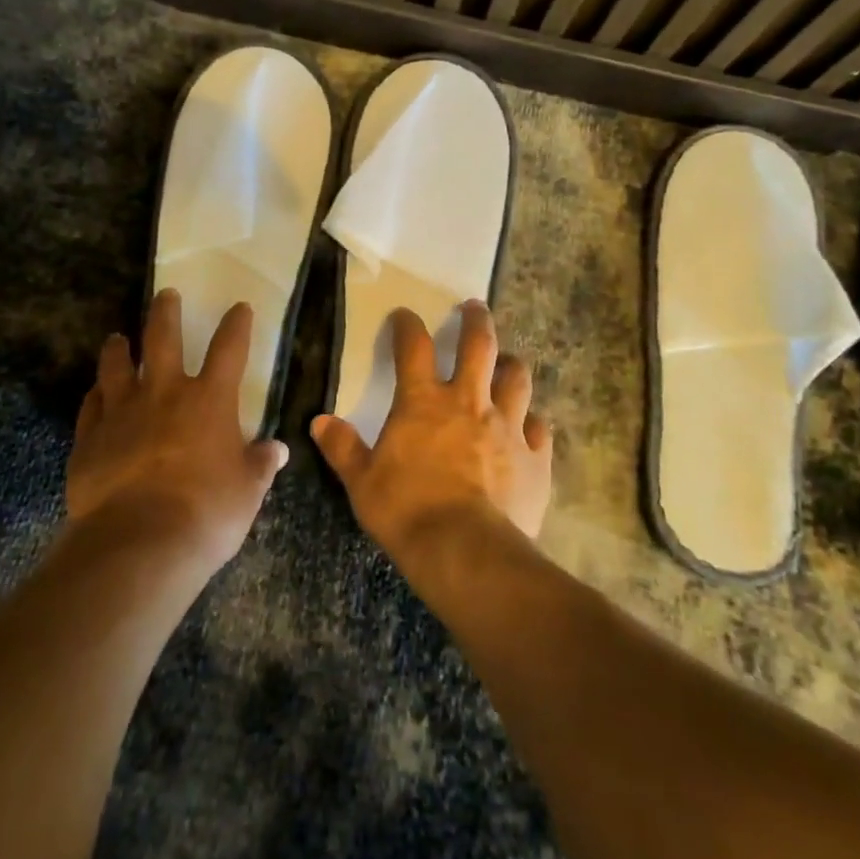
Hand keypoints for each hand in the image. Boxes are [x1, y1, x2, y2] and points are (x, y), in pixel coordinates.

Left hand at [68, 290, 286, 575]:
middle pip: (163, 339)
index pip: (229, 349)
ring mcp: (122, 413)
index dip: (237, 325)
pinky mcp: (90, 439)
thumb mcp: (247, 491)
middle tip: (165, 294)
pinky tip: (95, 392)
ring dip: (118, 348)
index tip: (239, 307)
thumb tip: (276, 449)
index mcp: (209, 401)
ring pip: (116, 366)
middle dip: (166, 312)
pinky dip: (95, 395)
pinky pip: (91, 406)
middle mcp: (164, 394)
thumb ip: (260, 464)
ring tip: (117, 338)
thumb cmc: (206, 512)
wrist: (139, 542)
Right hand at [311, 301, 551, 563]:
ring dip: (512, 365)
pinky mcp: (535, 458)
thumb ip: (343, 448)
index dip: (407, 326)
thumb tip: (319, 421)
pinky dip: (533, 422)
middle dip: (476, 321)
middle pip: (479, 346)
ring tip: (509, 361)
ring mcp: (507, 427)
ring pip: (517, 379)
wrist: (465, 551)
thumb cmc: (406, 511)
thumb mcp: (362, 481)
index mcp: (423, 402)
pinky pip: (540, 429)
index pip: (413, 348)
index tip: (405, 315)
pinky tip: (531, 426)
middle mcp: (468, 402)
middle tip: (475, 307)